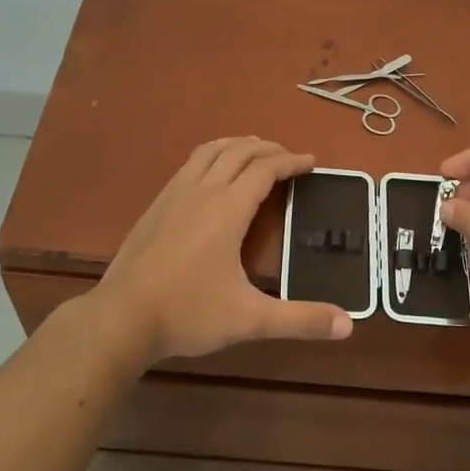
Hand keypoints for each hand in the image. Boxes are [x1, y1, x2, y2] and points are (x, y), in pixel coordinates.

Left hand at [87, 137, 353, 366]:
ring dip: (237, 145)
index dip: (291, 162)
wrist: (121, 318)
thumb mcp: (250, 320)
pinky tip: (212, 176)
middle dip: (268, 149)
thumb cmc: (188, 313)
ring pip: (210, 151)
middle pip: (239, 152)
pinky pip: (190, 164)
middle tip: (289, 158)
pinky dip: (212, 156)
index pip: (265, 169)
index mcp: (227, 208)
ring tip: (254, 152)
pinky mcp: (156, 205)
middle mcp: (202, 190)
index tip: (312, 163)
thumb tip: (348, 324)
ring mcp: (174, 194)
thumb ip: (300, 320)